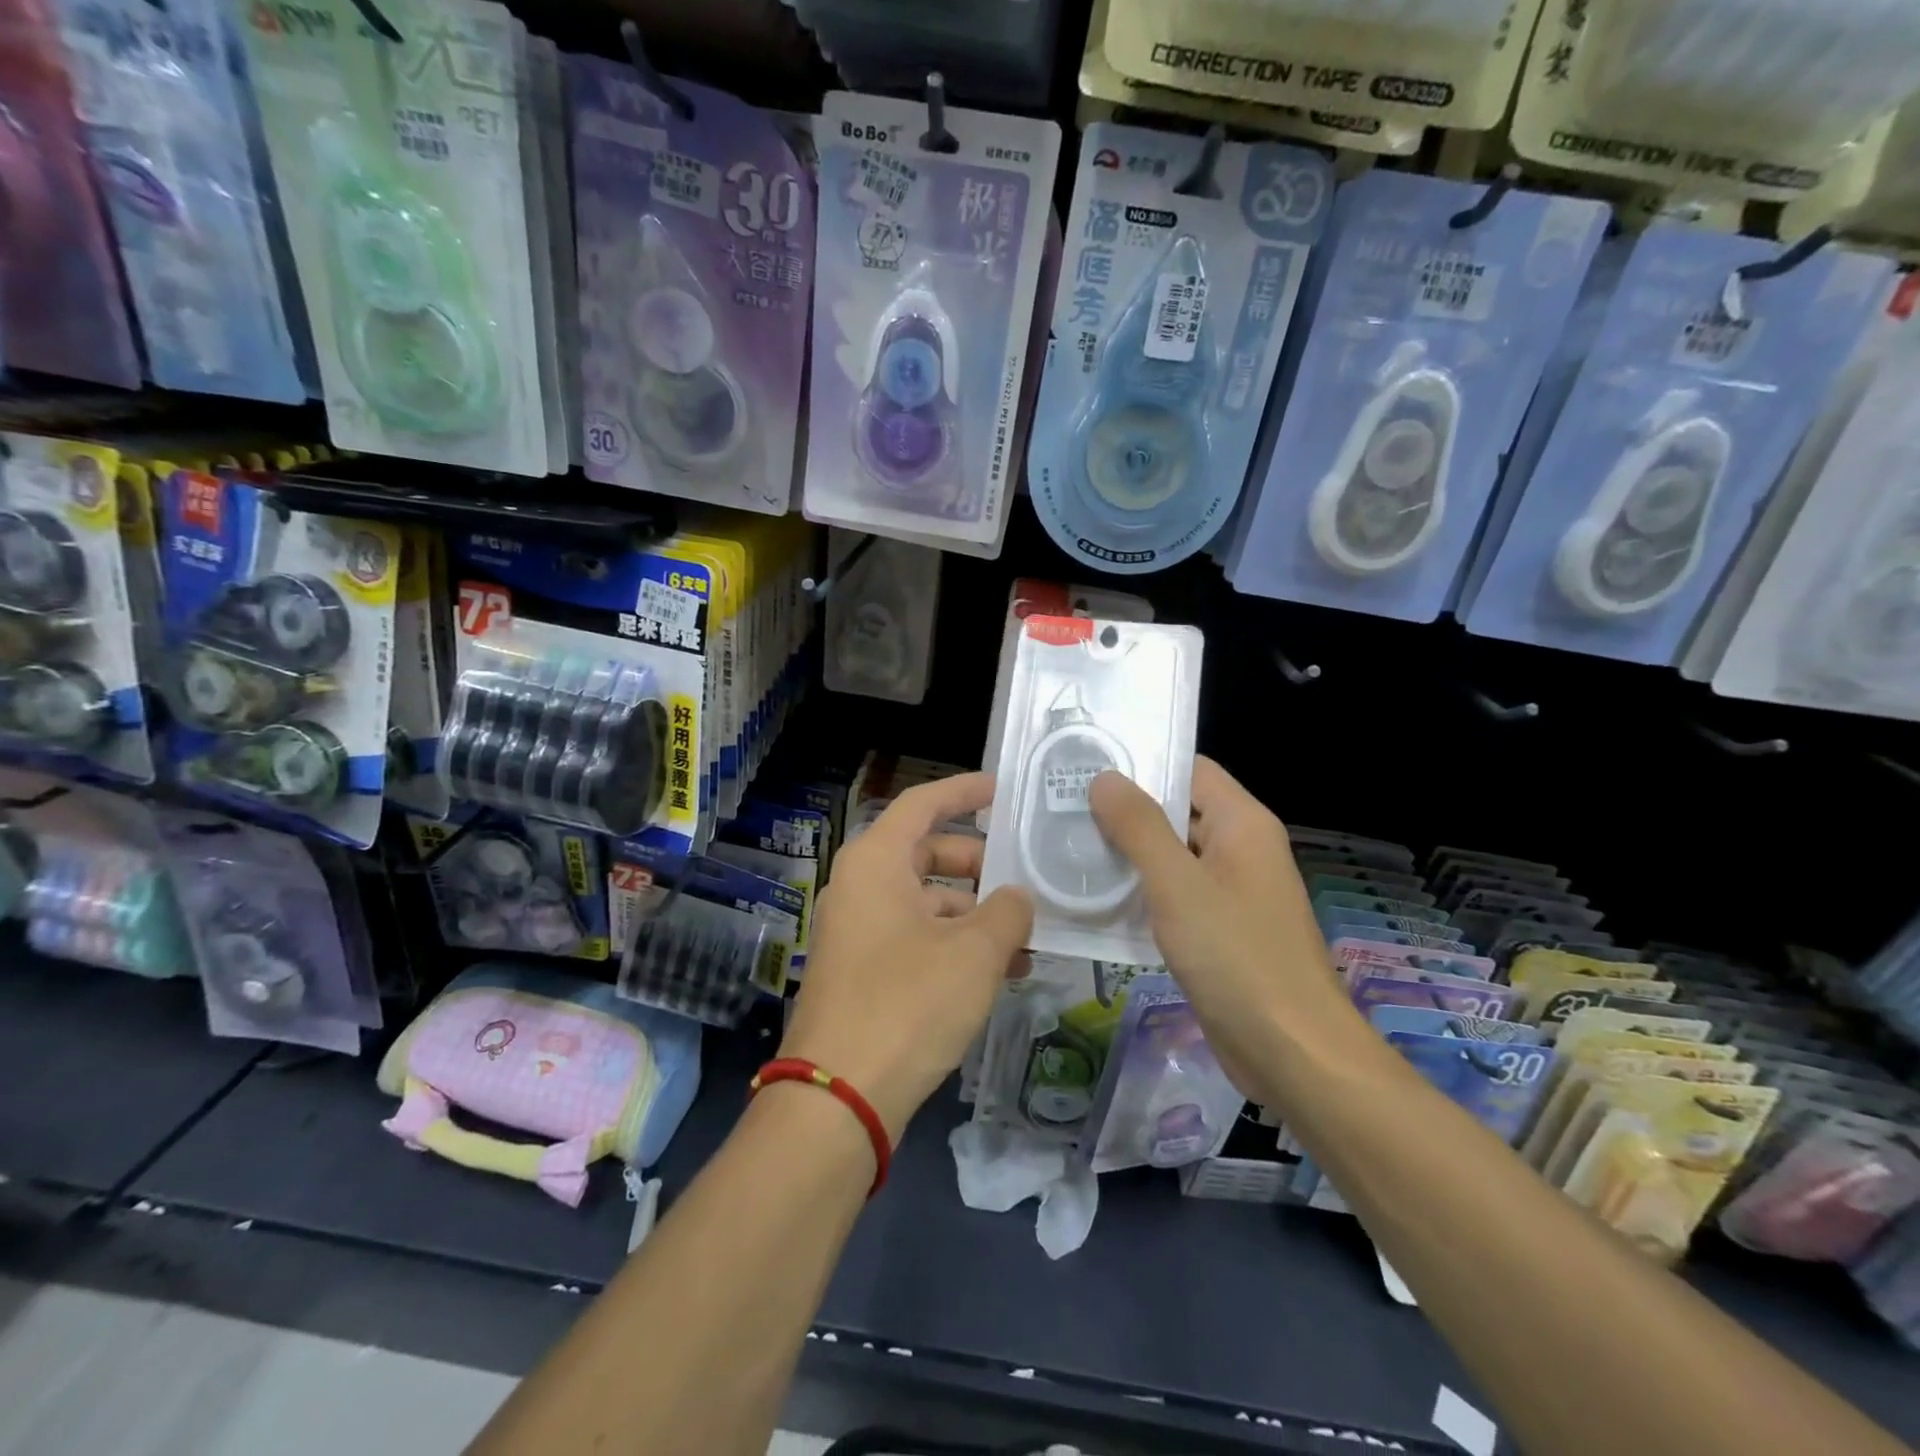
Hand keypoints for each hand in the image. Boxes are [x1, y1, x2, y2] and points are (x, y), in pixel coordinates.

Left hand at [779, 772, 1032, 1142]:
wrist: (839, 1097)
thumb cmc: (908, 1004)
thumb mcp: (974, 953)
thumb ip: (1007, 912)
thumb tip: (1018, 898)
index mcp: (876, 862)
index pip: (923, 804)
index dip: (964, 791)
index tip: (1002, 791)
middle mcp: (860, 886)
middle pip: (926, 852)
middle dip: (979, 863)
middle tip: (1025, 876)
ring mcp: (858, 930)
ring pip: (925, 900)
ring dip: (973, 913)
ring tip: (1025, 937)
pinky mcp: (862, 970)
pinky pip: (915, 936)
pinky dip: (954, 943)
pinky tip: (998, 971)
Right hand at [1089, 757, 1355, 1088]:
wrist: (1291, 1052)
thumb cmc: (1236, 955)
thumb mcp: (1178, 884)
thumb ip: (1139, 827)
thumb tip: (1104, 777)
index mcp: (1243, 824)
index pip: (1190, 770)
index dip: (1142, 763)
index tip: (1086, 764)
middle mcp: (1241, 850)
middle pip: (1178, 812)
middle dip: (1124, 810)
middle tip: (1061, 807)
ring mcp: (1231, 893)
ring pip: (1172, 858)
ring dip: (1127, 854)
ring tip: (1065, 846)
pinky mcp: (1219, 932)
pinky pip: (1174, 897)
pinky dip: (1140, 893)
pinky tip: (1094, 898)